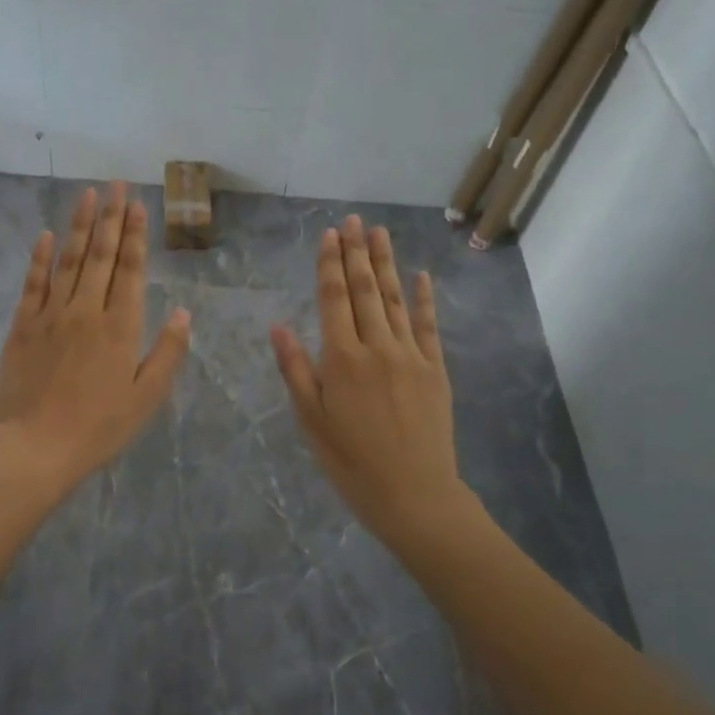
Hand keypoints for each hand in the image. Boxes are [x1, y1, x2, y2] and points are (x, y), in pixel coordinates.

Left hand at [0, 181, 191, 497]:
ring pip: (67, 260)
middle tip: (115, 184)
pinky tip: (46, 235)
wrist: (37, 447)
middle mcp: (87, 310)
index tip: (137, 204)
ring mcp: (51, 315)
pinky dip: (40, 258)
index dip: (135, 235)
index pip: (131, 269)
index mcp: (120, 327)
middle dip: (110, 217)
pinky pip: (33, 283)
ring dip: (78, 225)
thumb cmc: (99, 427)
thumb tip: (185, 313)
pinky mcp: (23, 326)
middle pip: (100, 255)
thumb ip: (167, 352)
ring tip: (87, 195)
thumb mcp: (146, 397)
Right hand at [271, 216, 460, 535]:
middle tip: (353, 220)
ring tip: (380, 233)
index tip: (329, 235)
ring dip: (386, 264)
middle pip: (365, 290)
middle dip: (357, 252)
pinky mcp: (435, 369)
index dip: (330, 265)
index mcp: (342, 359)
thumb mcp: (311, 420)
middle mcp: (377, 347)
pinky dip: (423, 299)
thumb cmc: (351, 461)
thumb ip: (295, 370)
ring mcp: (411, 356)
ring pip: (395, 299)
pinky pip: (428, 326)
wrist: (414, 494)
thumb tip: (278, 326)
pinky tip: (421, 275)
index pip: (334, 299)